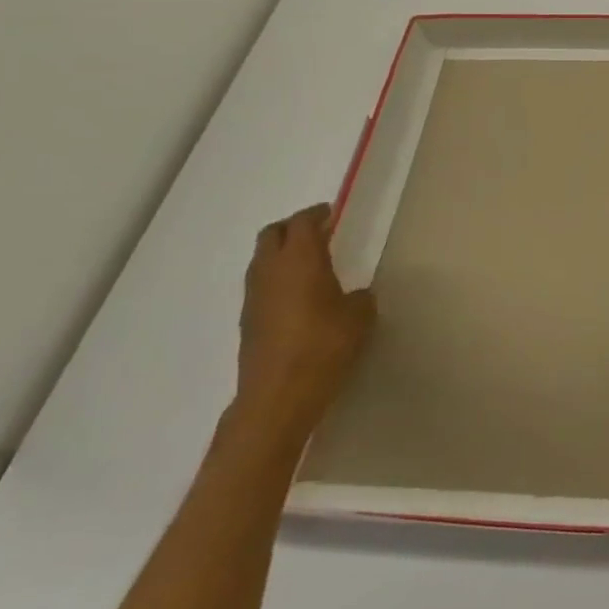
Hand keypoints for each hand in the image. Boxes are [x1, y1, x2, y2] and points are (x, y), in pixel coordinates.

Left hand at [235, 204, 375, 444]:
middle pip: (272, 234)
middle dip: (293, 228)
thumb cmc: (324, 346)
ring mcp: (254, 297)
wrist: (278, 396)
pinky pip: (262, 285)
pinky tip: (298, 296)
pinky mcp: (248, 321)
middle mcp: (270, 271)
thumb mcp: (360, 317)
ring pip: (262, 260)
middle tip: (318, 232)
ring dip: (282, 254)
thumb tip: (354, 296)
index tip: (331, 212)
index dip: (317, 214)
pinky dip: (277, 279)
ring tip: (309, 263)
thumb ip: (359, 297)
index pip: (303, 223)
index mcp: (300, 260)